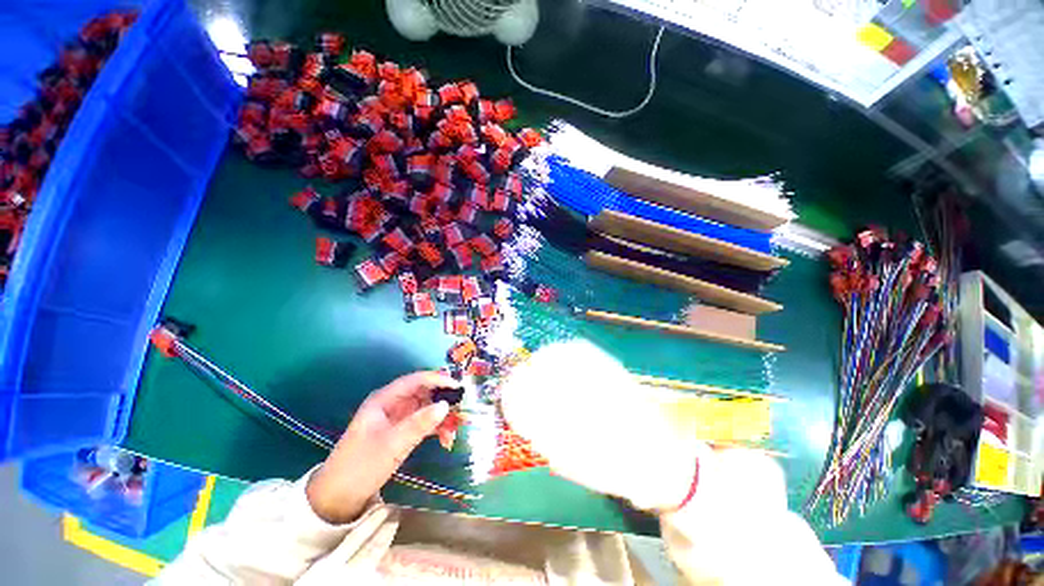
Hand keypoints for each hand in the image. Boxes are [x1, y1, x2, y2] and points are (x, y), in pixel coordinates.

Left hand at [306, 371, 459, 523]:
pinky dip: (436, 429)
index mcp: (384, 399)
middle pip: (423, 393)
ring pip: (426, 408)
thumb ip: (419, 424)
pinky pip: (423, 423)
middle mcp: (392, 404)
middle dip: (443, 399)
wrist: (338, 498)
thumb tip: (446, 405)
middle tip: (461, 409)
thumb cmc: (361, 465)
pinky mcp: (401, 433)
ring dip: (441, 417)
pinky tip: (445, 440)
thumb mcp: (392, 444)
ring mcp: (397, 419)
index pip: (415, 380)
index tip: (457, 385)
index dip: (437, 379)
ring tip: (455, 430)